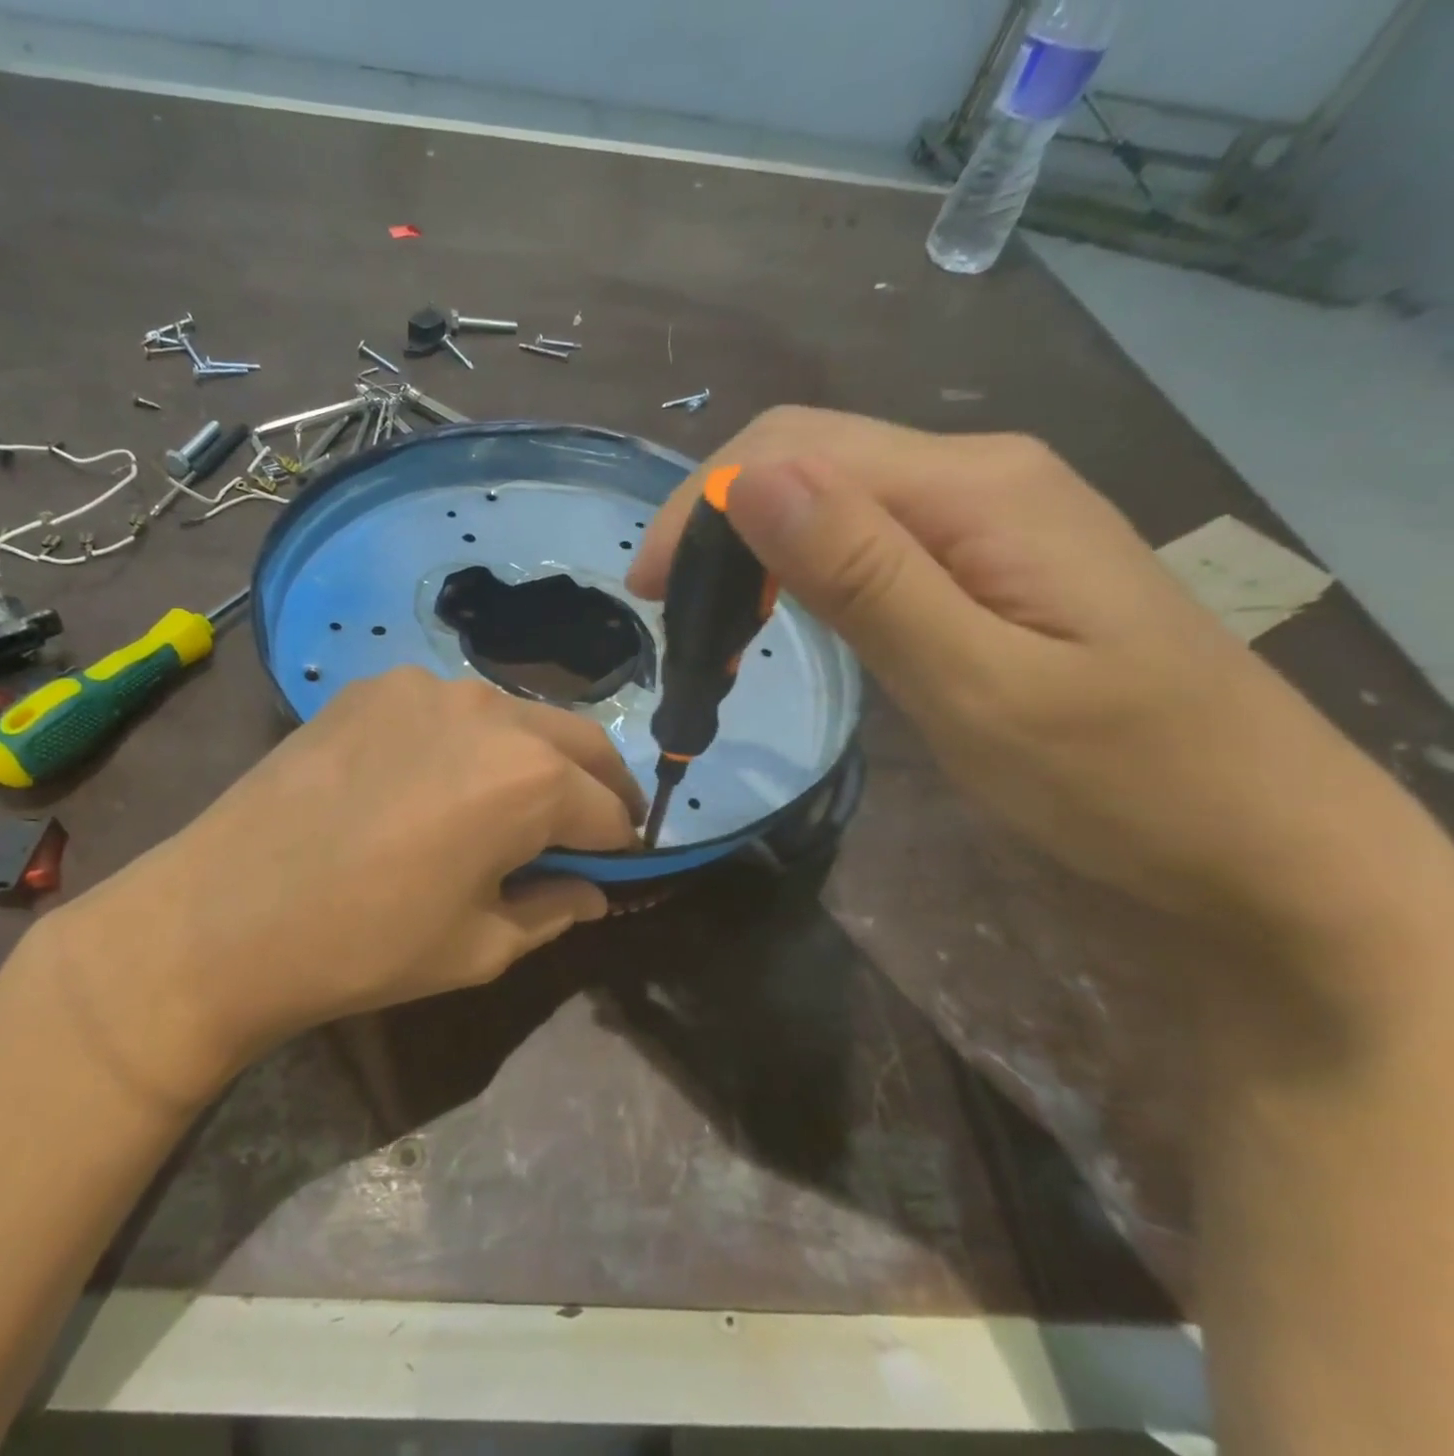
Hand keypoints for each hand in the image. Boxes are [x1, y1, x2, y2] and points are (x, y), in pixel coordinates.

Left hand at [27, 667, 641, 1102]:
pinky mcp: (374, 686)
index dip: (622, 847)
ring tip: (505, 804)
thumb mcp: (479, 947)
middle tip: (587, 830)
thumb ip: (554, 909)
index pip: (610, 810)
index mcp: (530, 778)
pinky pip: (449, 709)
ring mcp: (427, 687)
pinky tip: (428, 780)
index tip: (617, 869)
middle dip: (597, 788)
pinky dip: (466, 741)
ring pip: (515, 717)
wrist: (221, 915)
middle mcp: (490, 710)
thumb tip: (593, 890)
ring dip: (533, 757)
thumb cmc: (365, 945)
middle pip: (580, 742)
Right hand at [630, 406, 1413, 941]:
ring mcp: (985, 518)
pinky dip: (794, 570)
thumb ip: (863, 575)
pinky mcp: (983, 564)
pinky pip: (863, 537)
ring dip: (749, 546)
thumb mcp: (976, 684)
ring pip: (829, 496)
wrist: (1261, 844)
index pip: (794, 449)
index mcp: (974, 489)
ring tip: (709, 626)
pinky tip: (776, 618)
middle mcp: (977, 477)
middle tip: (668, 615)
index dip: (701, 505)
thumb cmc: (1122, 781)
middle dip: (714, 520)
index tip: (647, 594)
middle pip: (807, 455)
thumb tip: (748, 481)